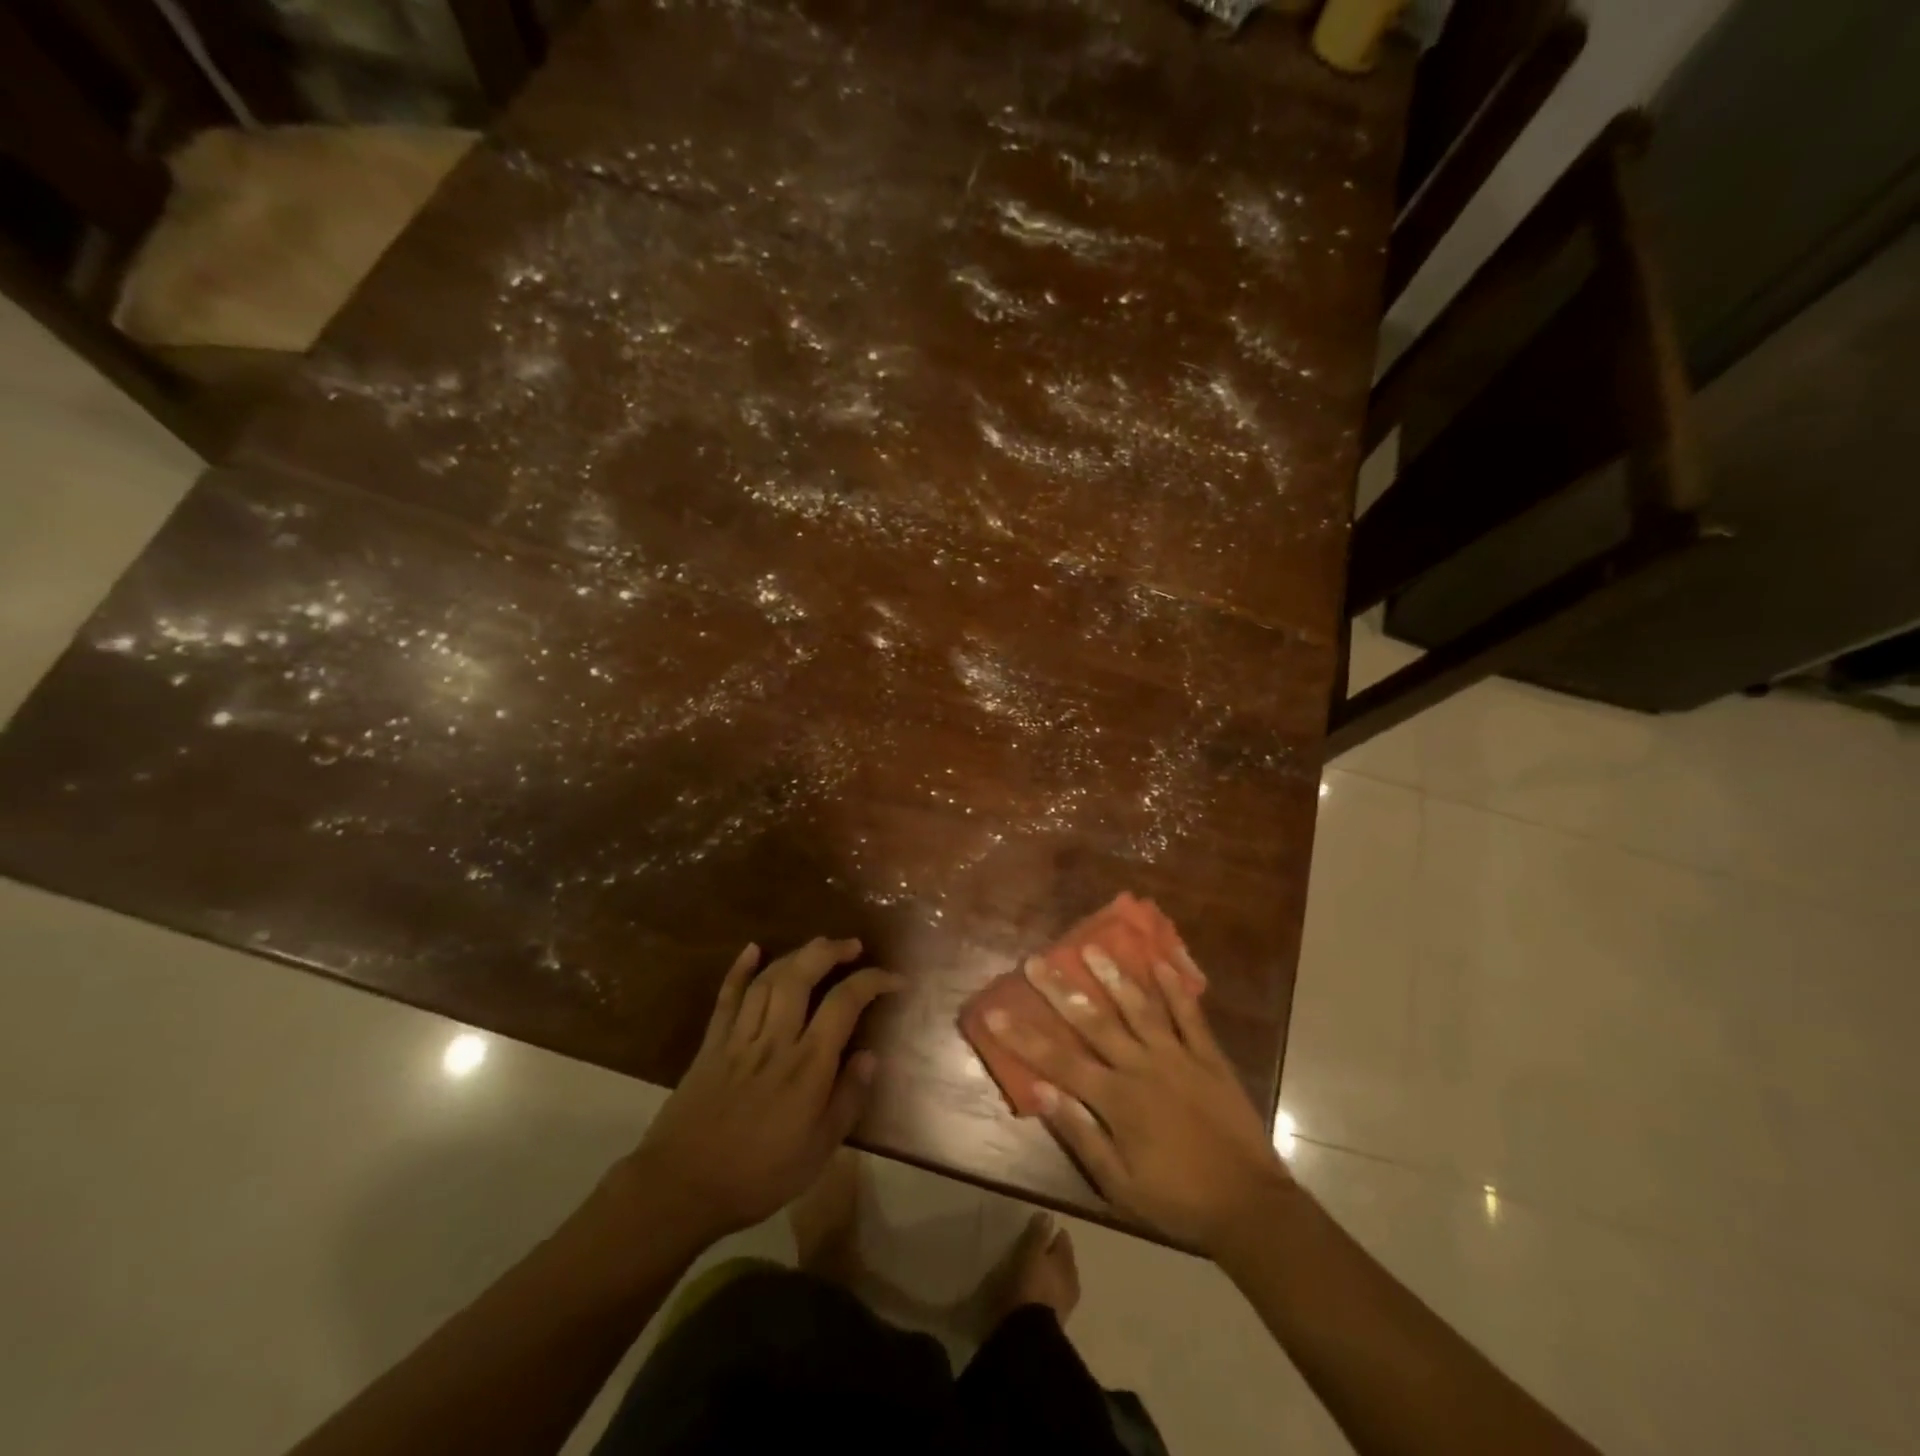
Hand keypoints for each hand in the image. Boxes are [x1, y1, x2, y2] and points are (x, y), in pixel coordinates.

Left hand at [607, 939, 902, 1251]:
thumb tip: (871, 1056)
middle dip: (830, 951)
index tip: (896, 979)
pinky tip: (752, 949)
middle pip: (803, 975)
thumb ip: (848, 1099)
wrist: (682, 1187)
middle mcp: (776, 1039)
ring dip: (796, 954)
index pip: (845, 1003)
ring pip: (769, 978)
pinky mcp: (712, 1043)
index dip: (873, 981)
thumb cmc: (758, 1175)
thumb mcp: (818, 1151)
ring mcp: (740, 1037)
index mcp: (808, 1065)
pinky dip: (740, 969)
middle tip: (852, 946)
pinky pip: (728, 997)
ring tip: (818, 947)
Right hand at [981, 953, 1289, 1258]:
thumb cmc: (1176, 1200)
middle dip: (1061, 990)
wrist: (1249, 1205)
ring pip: (1140, 1008)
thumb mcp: (1119, 1184)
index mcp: (1116, 1100)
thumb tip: (1040, 1092)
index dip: (1024, 1037)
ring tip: (1092, 947)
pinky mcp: (1209, 1057)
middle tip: (1037, 960)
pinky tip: (1161, 962)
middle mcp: (1142, 1067)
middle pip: (1094, 1022)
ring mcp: (1178, 1057)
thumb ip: (1080, 1134)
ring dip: (1114, 976)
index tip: (995, 1012)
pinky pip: (1190, 1016)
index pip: (1059, 1061)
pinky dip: (1176, 989)